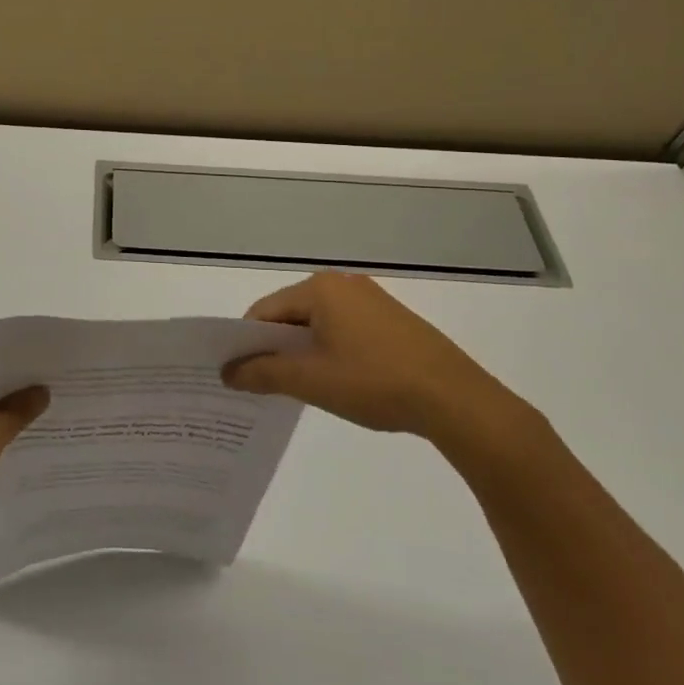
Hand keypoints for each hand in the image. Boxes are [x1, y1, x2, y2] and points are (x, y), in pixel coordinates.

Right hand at [224, 272, 522, 442]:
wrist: (456, 400)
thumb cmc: (374, 382)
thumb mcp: (311, 381)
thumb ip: (263, 373)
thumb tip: (227, 372)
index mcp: (320, 288)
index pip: (265, 311)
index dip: (247, 343)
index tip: (239, 374)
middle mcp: (344, 284)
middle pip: (291, 314)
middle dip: (276, 348)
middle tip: (265, 385)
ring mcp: (372, 300)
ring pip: (319, 324)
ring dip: (304, 352)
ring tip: (302, 388)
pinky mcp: (393, 321)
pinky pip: (345, 330)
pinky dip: (331, 351)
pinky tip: (339, 382)